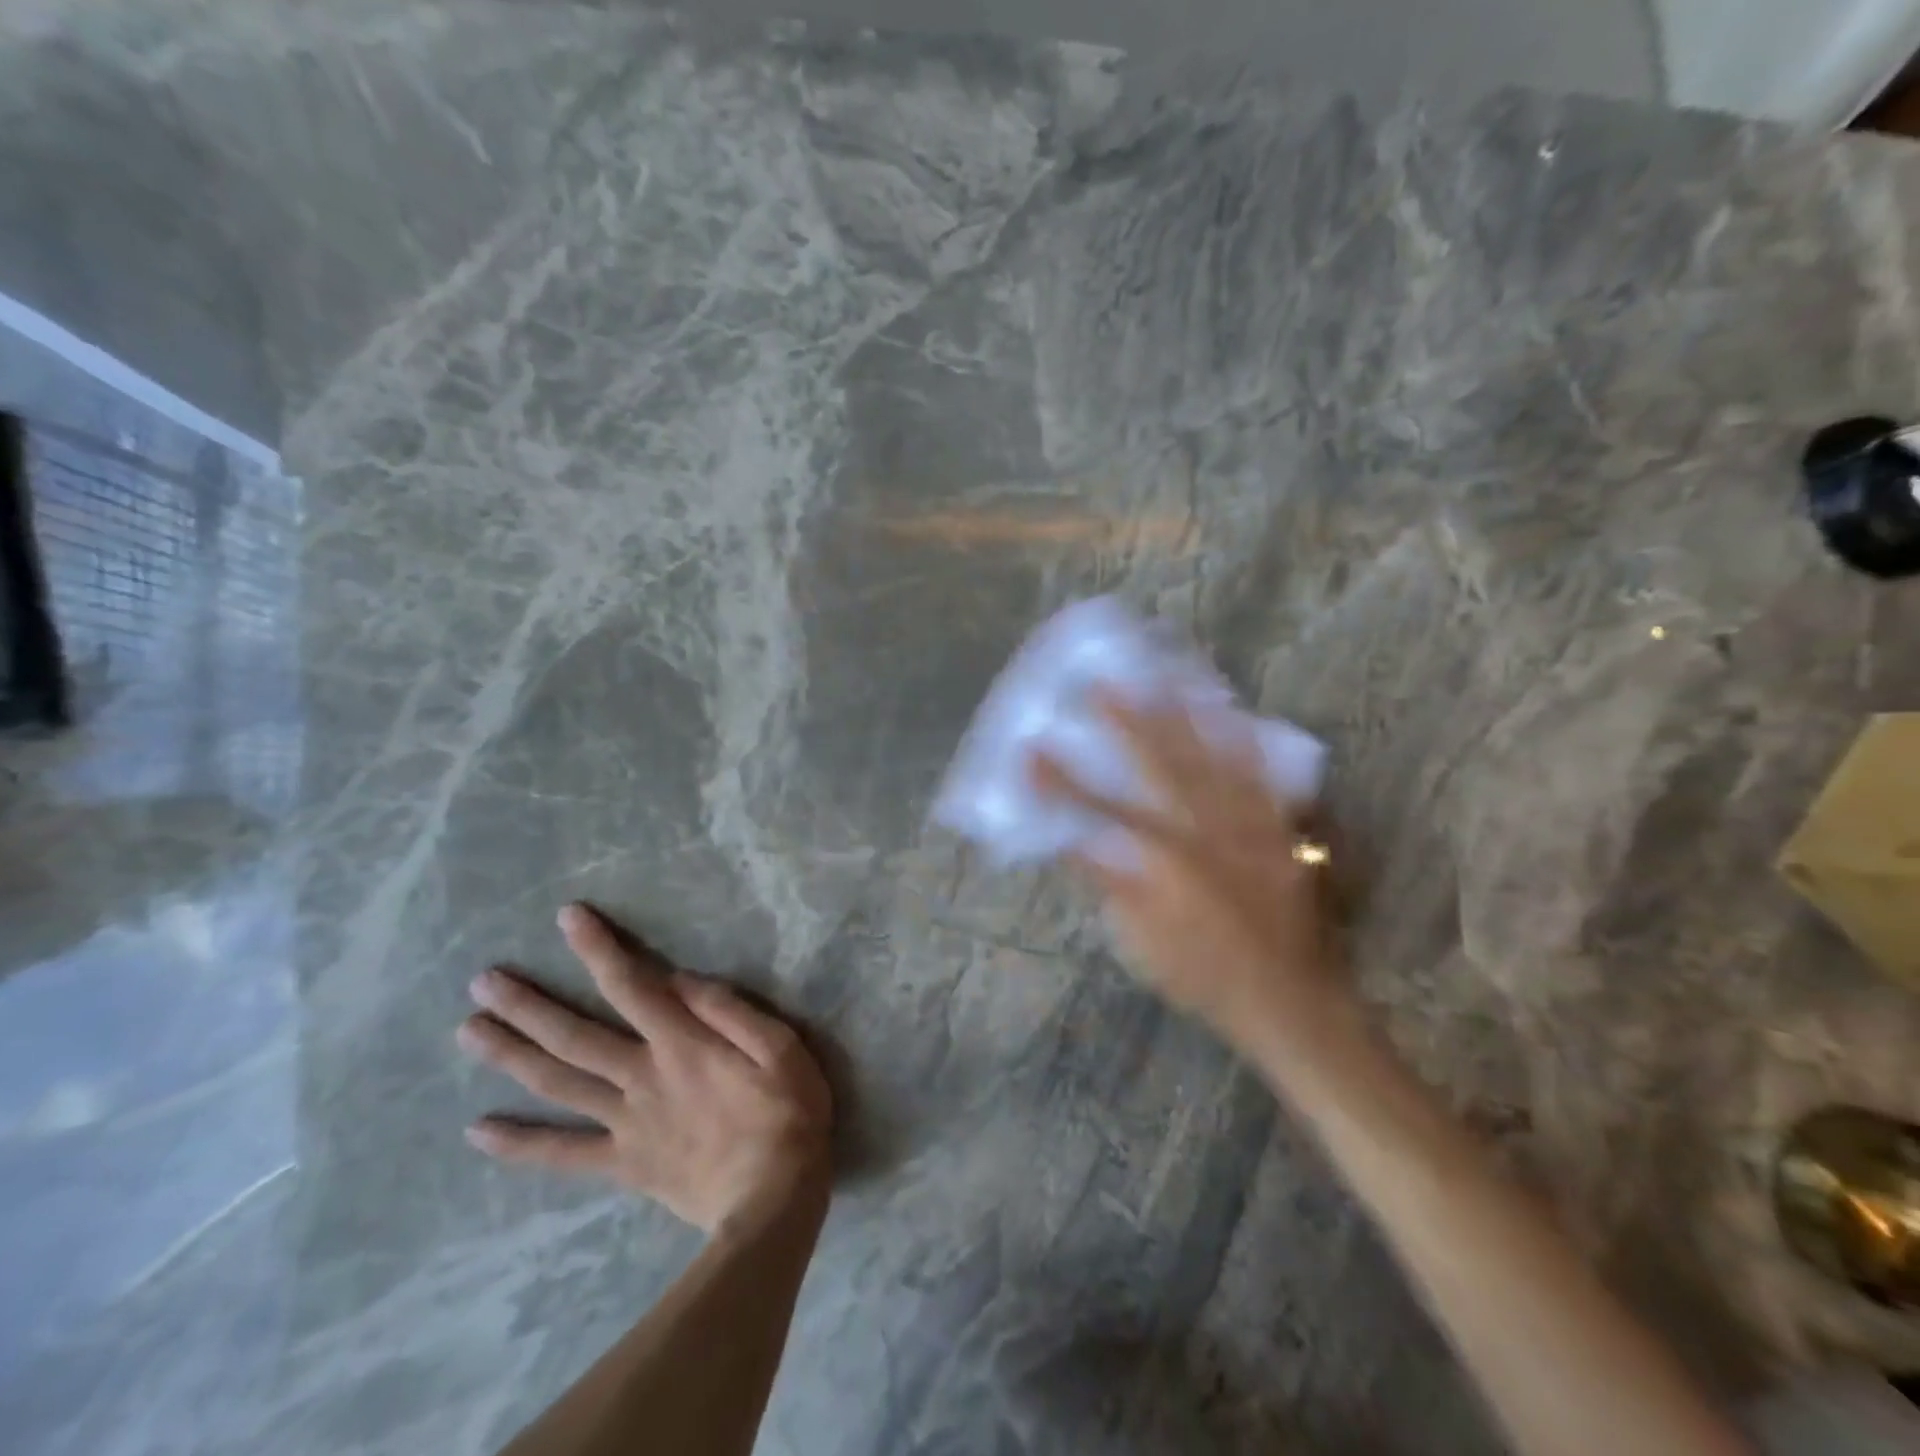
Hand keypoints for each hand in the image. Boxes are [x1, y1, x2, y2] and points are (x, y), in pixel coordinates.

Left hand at [457, 903, 832, 1234]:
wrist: (773, 1201)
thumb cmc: (788, 1113)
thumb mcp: (781, 1047)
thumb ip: (731, 1011)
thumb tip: (682, 980)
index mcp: (682, 1044)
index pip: (631, 985)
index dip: (598, 949)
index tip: (567, 919)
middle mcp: (642, 1076)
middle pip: (574, 1036)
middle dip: (528, 1005)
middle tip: (483, 981)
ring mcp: (626, 1122)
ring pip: (558, 1084)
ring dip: (512, 1056)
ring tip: (468, 1031)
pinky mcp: (623, 1163)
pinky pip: (563, 1154)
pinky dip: (518, 1144)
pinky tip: (477, 1131)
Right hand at [1032, 695, 1346, 1038]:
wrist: (1285, 999)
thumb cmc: (1203, 975)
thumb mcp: (1142, 940)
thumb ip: (1112, 883)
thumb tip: (1078, 839)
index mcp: (1165, 864)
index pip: (1101, 811)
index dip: (1062, 781)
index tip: (1031, 750)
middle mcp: (1206, 834)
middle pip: (1160, 768)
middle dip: (1127, 723)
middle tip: (1101, 684)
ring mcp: (1247, 829)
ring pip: (1213, 761)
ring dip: (1186, 717)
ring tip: (1166, 678)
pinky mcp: (1276, 833)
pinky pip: (1263, 779)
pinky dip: (1247, 744)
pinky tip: (1235, 714)